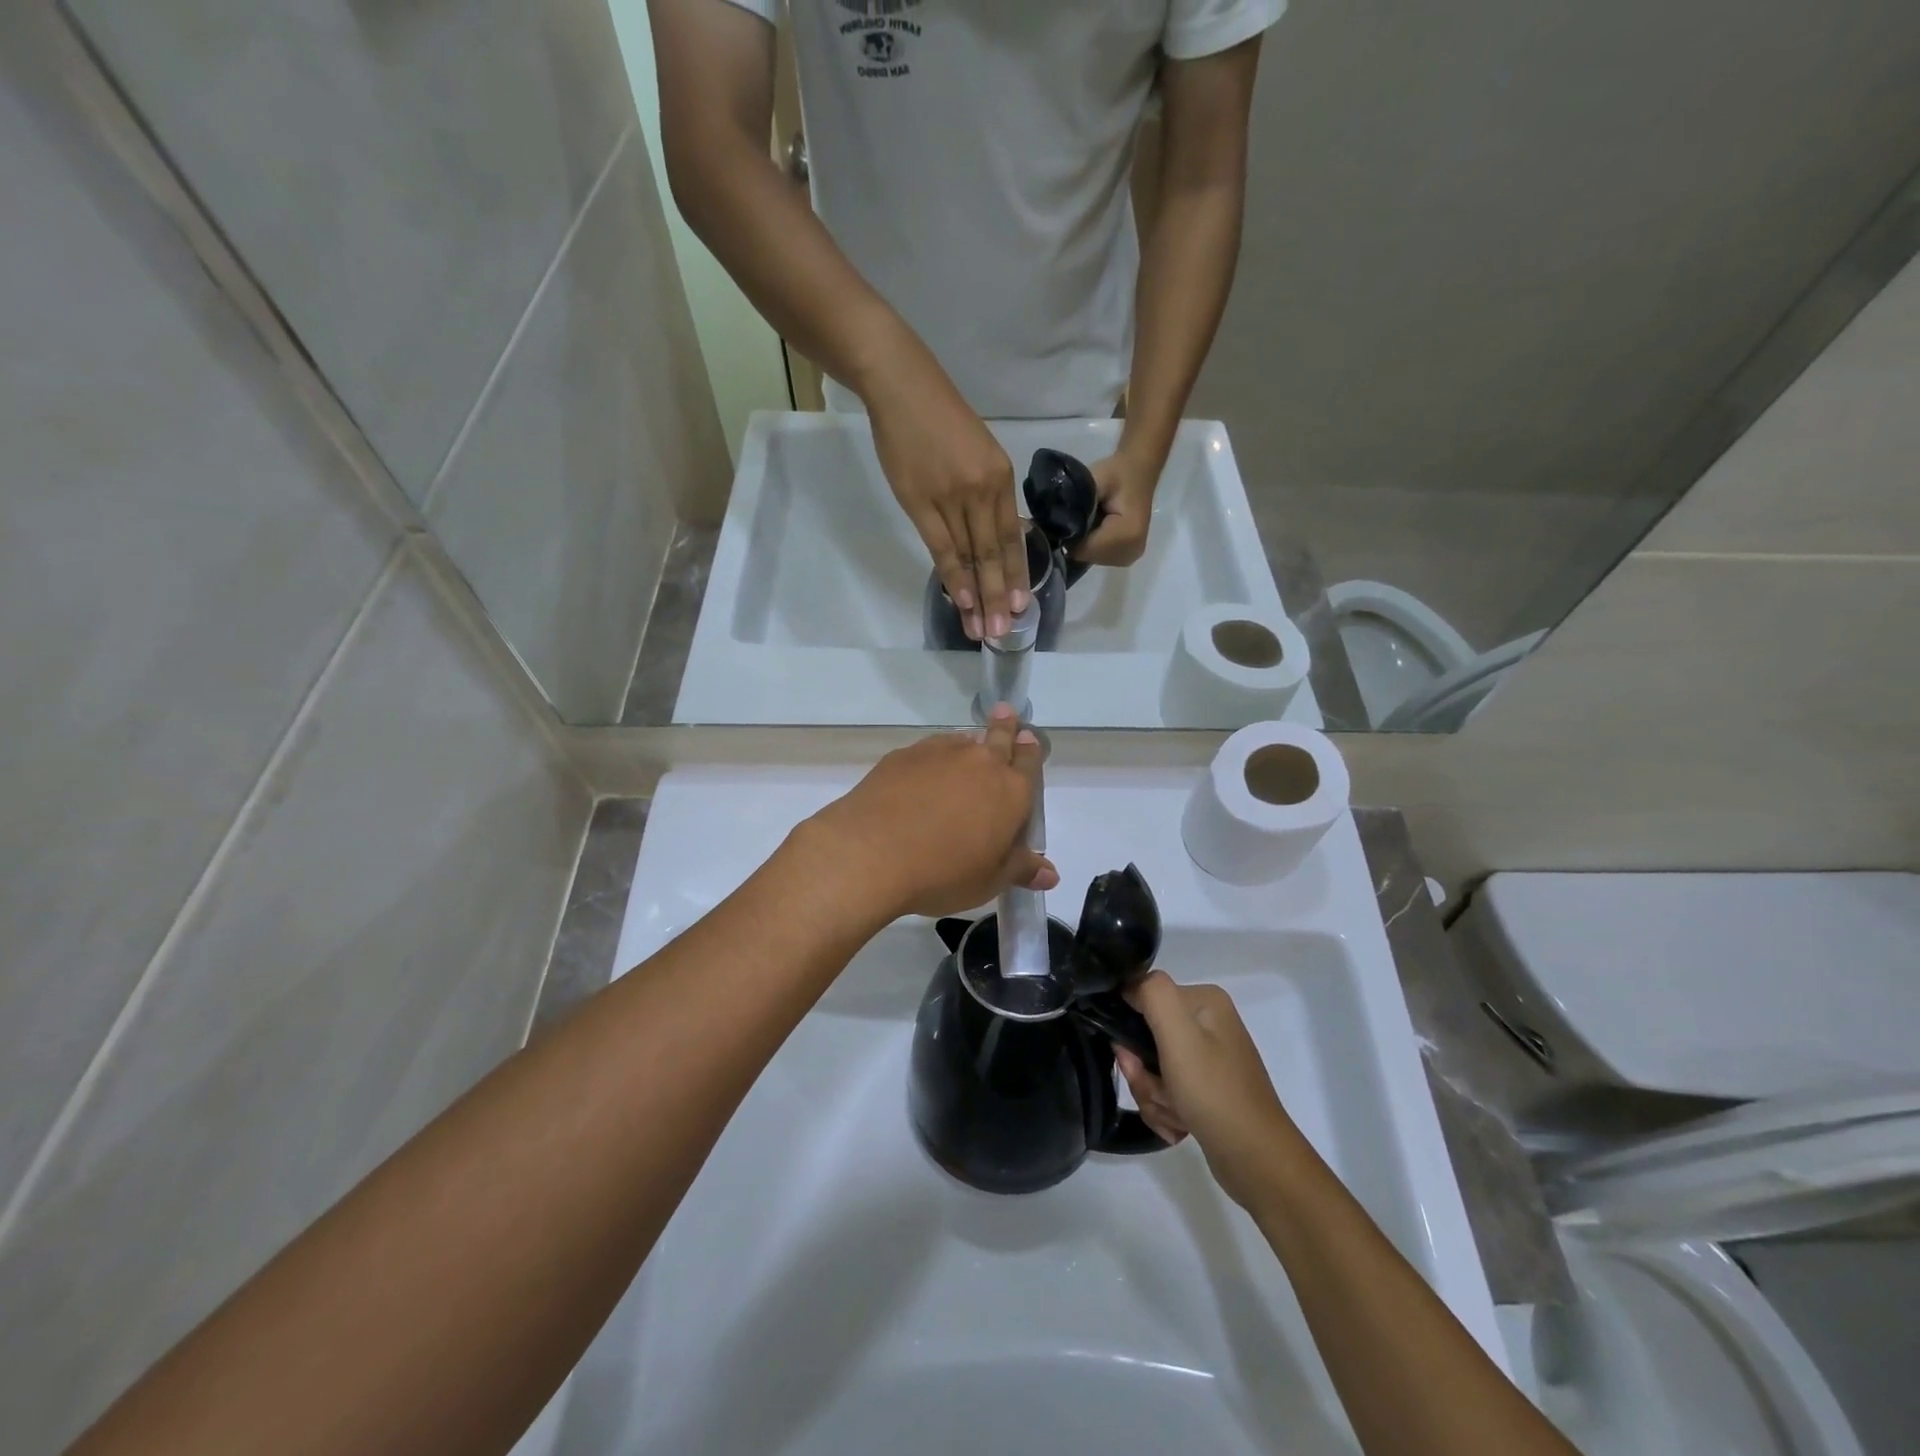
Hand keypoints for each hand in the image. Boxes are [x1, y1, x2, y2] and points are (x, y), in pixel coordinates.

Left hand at [801, 704, 1057, 921]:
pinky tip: (926, 768)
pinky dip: (935, 754)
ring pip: (963, 739)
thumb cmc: (943, 872)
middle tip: (1005, 713)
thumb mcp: (989, 881)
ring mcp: (941, 753)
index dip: (1030, 750)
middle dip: (1005, 725)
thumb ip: (1021, 869)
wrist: (873, 852)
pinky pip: (930, 747)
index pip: (1029, 762)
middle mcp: (981, 763)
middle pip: (999, 736)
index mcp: (1011, 792)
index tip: (1028, 738)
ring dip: (969, 741)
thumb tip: (1051, 874)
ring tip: (967, 743)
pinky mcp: (905, 755)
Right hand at [866, 355, 1028, 639]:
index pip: (1012, 537)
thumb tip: (990, 532)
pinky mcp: (922, 503)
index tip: (1022, 606)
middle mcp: (984, 491)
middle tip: (1005, 631)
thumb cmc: (939, 417)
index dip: (1018, 574)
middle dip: (1002, 596)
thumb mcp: (978, 450)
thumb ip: (987, 492)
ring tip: (984, 629)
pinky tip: (963, 601)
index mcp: (1001, 478)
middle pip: (996, 553)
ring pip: (972, 557)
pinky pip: (943, 549)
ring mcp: (954, 498)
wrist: (903, 387)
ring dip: (979, 596)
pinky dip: (955, 577)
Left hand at [1072, 446, 1161, 567]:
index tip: (1068, 514)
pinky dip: (1092, 544)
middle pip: (1086, 555)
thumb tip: (1053, 526)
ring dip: (1084, 541)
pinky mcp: (1126, 557)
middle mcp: (1131, 551)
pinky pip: (1098, 556)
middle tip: (1080, 513)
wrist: (1140, 470)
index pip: (1084, 549)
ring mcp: (1129, 556)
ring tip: (1091, 518)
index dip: (1070, 533)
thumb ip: (1077, 503)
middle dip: (1077, 538)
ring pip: (1090, 557)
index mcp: (1128, 534)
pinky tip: (1096, 527)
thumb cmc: (1118, 472)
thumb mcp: (1095, 480)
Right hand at [1114, 971, 1295, 1208]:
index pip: (1143, 996)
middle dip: (1143, 1073)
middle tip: (1158, 1093)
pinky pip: (1167, 1090)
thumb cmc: (1214, 1092)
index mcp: (1204, 1001)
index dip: (1129, 1028)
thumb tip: (1129, 985)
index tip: (1133, 1059)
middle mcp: (1208, 1023)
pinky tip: (1180, 1127)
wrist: (1257, 1161)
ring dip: (1153, 1095)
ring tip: (1175, 1116)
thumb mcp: (1179, 1035)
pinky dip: (1165, 1110)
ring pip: (1152, 1067)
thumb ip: (1152, 993)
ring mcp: (1208, 1058)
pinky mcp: (1207, 1089)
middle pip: (1145, 1037)